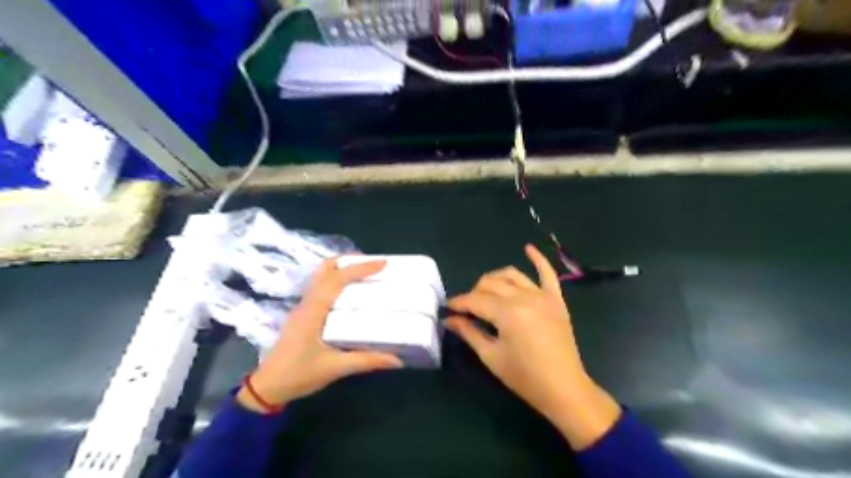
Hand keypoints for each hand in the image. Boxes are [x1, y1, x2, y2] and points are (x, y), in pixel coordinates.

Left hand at [234, 257, 402, 414]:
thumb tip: (397, 359)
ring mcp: (303, 307)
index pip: (337, 280)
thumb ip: (366, 361)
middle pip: (325, 269)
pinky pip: (321, 287)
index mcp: (314, 311)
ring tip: (365, 273)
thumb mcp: (335, 368)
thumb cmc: (298, 375)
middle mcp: (307, 303)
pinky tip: (350, 292)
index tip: (383, 263)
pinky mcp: (303, 314)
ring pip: (321, 276)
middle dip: (349, 261)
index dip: (360, 268)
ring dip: (342, 269)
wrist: (266, 388)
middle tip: (373, 264)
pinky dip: (337, 281)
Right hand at [448, 244, 622, 448]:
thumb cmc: (524, 377)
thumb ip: (469, 333)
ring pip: (512, 275)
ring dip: (494, 279)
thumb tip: (450, 320)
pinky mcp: (556, 300)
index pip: (475, 300)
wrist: (564, 389)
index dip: (458, 303)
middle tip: (467, 309)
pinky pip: (548, 273)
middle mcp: (524, 297)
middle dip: (474, 293)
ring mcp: (542, 296)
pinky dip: (538, 259)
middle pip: (491, 285)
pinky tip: (528, 248)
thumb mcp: (491, 356)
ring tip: (485, 290)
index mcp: (507, 313)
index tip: (447, 308)